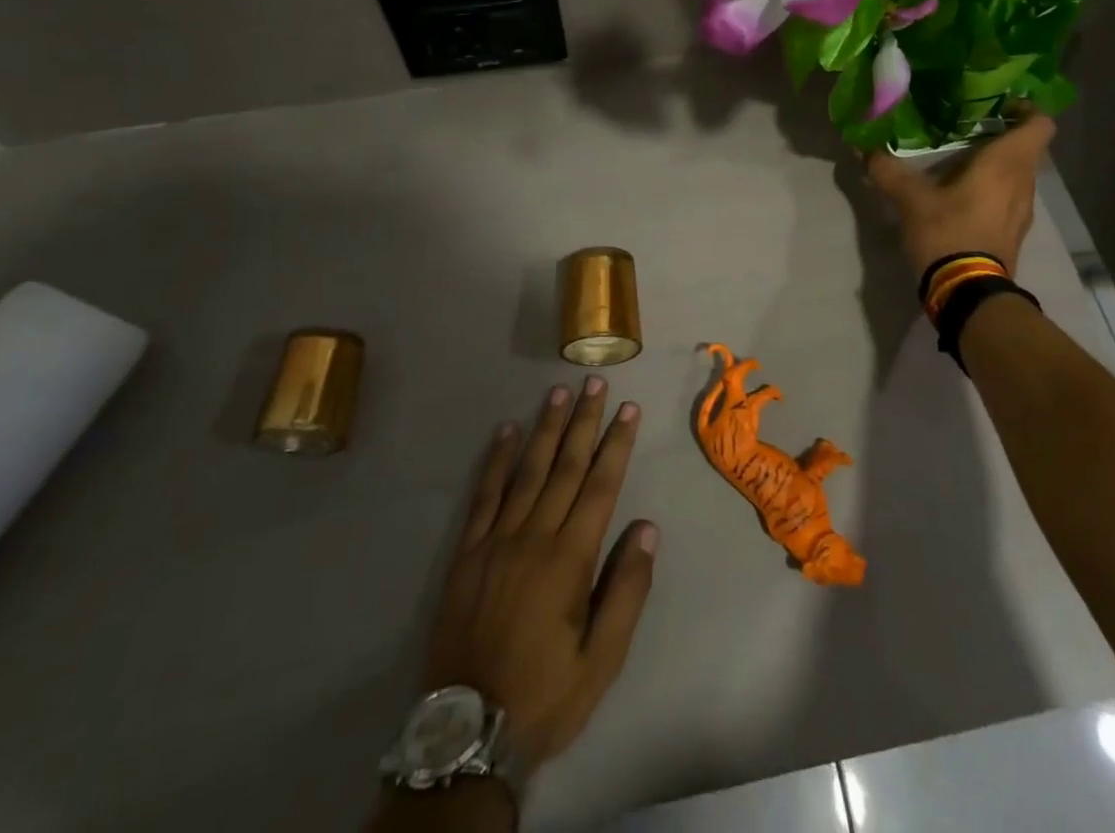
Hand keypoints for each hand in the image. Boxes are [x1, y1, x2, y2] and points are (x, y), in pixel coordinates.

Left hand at [419, 378, 656, 774]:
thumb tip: (646, 528)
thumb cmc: (545, 694)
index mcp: (569, 559)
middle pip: (565, 466)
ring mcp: (496, 540)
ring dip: (546, 428)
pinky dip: (495, 461)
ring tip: (558, 392)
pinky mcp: (467, 552)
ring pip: (527, 471)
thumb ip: (626, 591)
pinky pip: (484, 496)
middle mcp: (534, 536)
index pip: (600, 486)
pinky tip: (505, 432)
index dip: (616, 444)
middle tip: (594, 382)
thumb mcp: (602, 660)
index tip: (628, 409)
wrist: (468, 732)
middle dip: (584, 421)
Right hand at [864, 112, 1056, 278]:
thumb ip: (887, 170)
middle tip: (964, 127)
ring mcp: (1023, 210)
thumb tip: (862, 146)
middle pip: (1026, 147)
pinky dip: (992, 187)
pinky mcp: (1014, 231)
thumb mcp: (910, 199)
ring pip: (1018, 173)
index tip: (995, 104)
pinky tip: (961, 193)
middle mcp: (1024, 182)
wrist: (968, 294)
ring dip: (995, 163)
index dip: (1024, 108)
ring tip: (958, 159)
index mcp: (1007, 164)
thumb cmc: (948, 233)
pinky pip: (1010, 196)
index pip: (1039, 123)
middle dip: (999, 133)